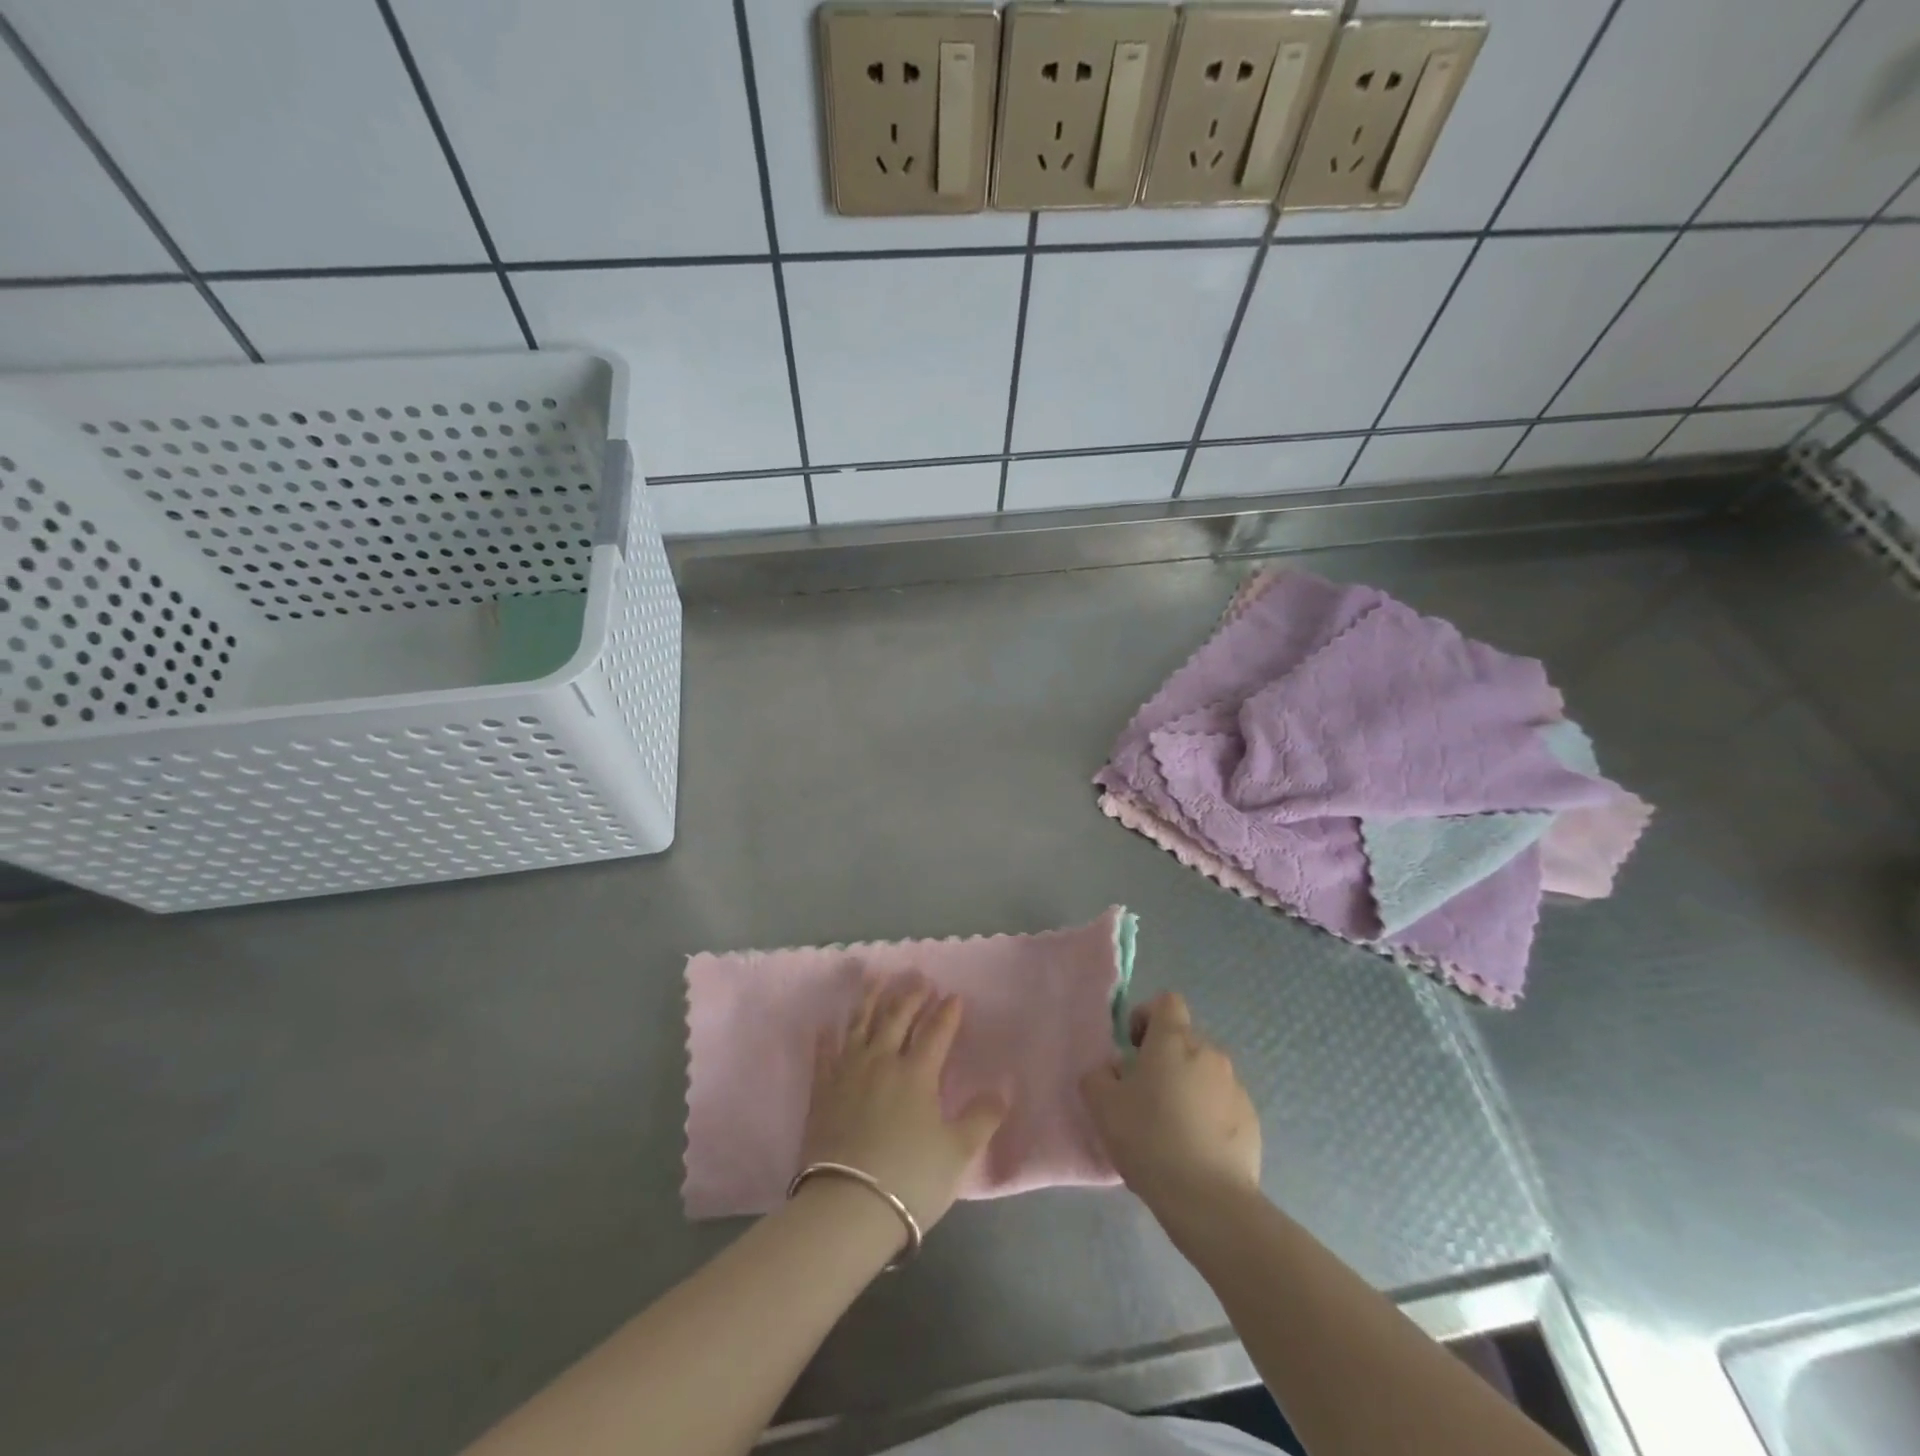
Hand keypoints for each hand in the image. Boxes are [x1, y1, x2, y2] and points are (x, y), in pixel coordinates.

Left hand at [800, 978, 1007, 1236]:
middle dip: (911, 996)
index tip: (954, 996)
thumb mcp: (957, 1153)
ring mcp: (848, 1073)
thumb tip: (1003, 1091)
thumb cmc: (910, 1179)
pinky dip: (827, 1037)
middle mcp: (882, 1062)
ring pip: (860, 1025)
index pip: (936, 1032)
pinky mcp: (822, 1091)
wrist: (847, 1207)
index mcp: (917, 1073)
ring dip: (870, 1000)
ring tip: (876, 979)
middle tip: (919, 978)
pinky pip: (825, 1055)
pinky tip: (827, 1025)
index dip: (947, 1013)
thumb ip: (981, 1119)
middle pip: (897, 1019)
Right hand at [1079, 992, 1260, 1213]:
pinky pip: (1222, 1105)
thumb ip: (1099, 1075)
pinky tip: (1194, 1150)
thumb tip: (1113, 1071)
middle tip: (1144, 1096)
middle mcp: (1209, 1054)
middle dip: (1164, 1060)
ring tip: (1170, 1129)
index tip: (1134, 1048)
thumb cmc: (1150, 1140)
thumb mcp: (1102, 1106)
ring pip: (1204, 1074)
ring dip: (1187, 1088)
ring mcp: (1236, 1087)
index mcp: (1173, 1041)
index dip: (1147, 1017)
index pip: (1167, 1002)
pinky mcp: (1252, 1120)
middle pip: (1184, 1041)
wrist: (1209, 1201)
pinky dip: (1208, 1116)